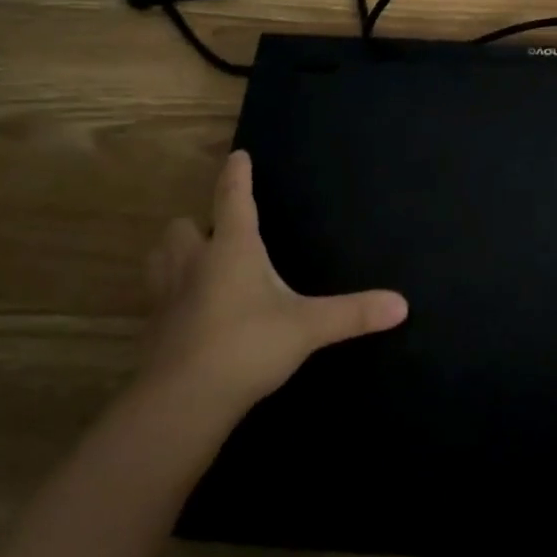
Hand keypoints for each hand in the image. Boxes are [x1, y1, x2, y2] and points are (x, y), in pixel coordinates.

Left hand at [141, 151, 407, 412]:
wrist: (182, 401)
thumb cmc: (247, 346)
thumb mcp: (307, 328)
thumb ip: (352, 313)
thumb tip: (402, 304)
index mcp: (232, 249)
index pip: (233, 198)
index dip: (237, 174)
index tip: (238, 154)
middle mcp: (194, 263)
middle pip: (182, 227)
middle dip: (196, 224)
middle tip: (216, 234)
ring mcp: (167, 296)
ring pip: (160, 258)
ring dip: (174, 254)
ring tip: (195, 264)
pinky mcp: (153, 329)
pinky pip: (157, 299)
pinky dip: (170, 297)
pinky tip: (187, 314)